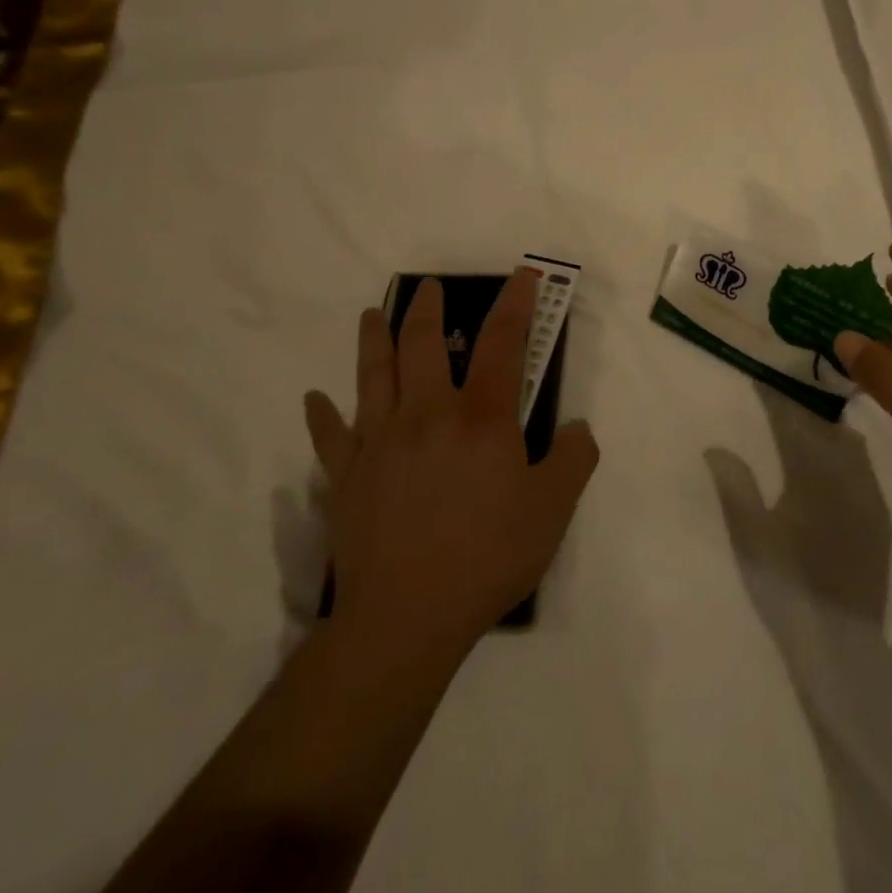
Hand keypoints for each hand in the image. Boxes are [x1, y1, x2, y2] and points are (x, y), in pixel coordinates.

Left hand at [302, 271, 598, 657]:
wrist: (407, 616)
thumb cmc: (488, 556)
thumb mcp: (553, 510)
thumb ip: (574, 459)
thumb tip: (576, 428)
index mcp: (482, 417)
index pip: (504, 343)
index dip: (516, 304)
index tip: (521, 276)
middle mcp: (428, 414)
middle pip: (424, 344)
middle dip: (428, 308)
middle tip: (427, 286)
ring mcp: (380, 442)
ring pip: (373, 375)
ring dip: (373, 339)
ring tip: (372, 313)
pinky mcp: (346, 477)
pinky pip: (330, 437)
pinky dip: (322, 415)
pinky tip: (315, 399)